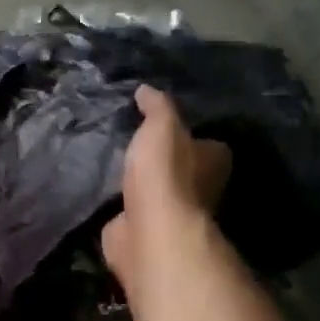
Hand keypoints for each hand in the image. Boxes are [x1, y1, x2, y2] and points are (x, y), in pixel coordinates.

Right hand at [102, 86, 231, 303]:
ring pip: (158, 191)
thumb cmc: (165, 172)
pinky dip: (123, 203)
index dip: (192, 136)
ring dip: (141, 183)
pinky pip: (134, 211)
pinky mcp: (147, 230)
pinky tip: (106, 190)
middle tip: (136, 143)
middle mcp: (202, 189)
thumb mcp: (162, 126)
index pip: (210, 145)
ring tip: (115, 162)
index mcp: (213, 162)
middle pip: (186, 170)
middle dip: (165, 160)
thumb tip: (146, 89)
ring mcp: (174, 213)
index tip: (168, 127)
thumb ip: (157, 107)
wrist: (150, 230)